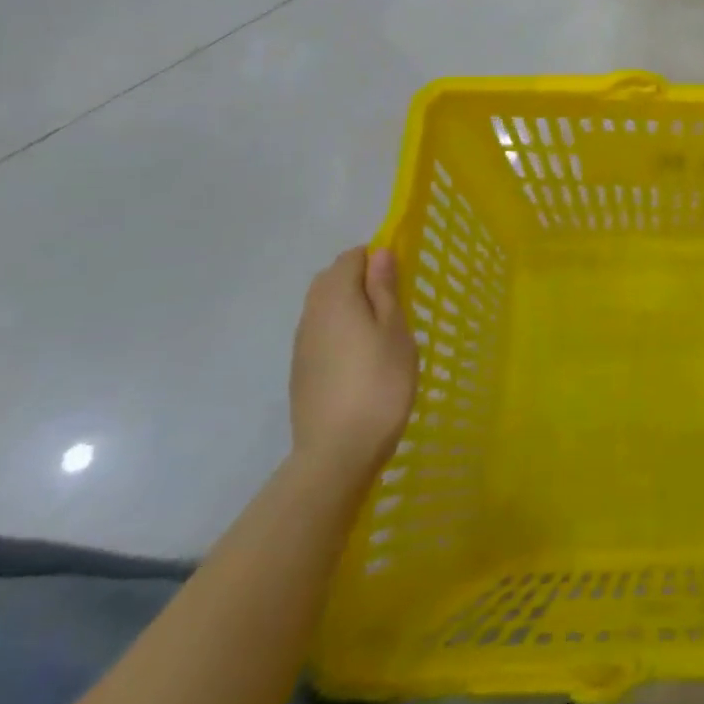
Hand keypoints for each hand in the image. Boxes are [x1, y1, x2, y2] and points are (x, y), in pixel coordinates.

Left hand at [290, 248, 416, 485]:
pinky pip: (321, 332)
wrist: (338, 450)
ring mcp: (302, 344)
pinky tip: (361, 355)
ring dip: (350, 304)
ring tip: (381, 329)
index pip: (351, 258)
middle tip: (395, 301)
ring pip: (324, 306)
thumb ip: (384, 288)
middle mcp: (312, 314)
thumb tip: (378, 252)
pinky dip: (340, 329)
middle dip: (360, 278)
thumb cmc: (379, 382)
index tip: (402, 277)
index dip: (377, 258)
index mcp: (336, 298)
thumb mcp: (395, 330)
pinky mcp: (301, 369)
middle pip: (331, 279)